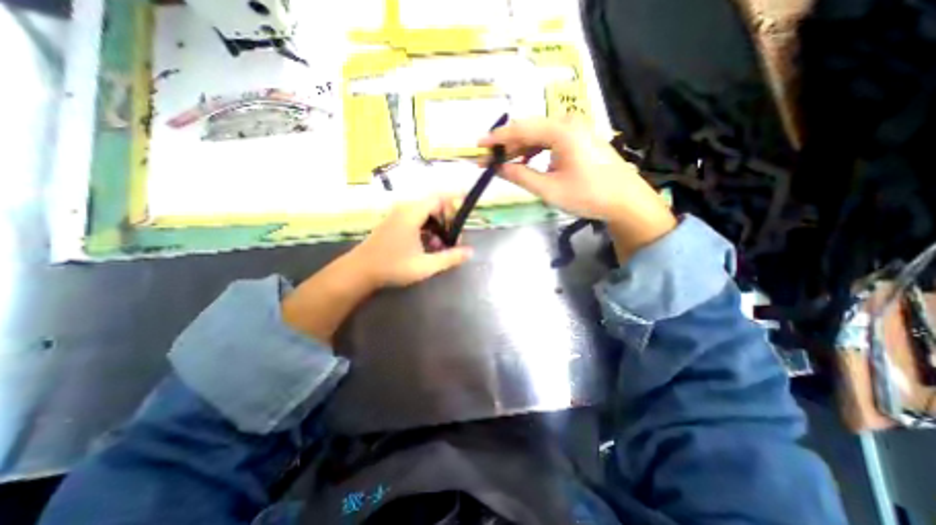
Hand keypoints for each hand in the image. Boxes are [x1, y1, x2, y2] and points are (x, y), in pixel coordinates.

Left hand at [348, 195, 471, 286]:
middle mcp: (406, 208)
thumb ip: (450, 258)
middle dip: (449, 220)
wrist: (359, 271)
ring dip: (439, 226)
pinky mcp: (395, 222)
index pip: (440, 197)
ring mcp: (399, 215)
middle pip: (435, 205)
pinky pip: (418, 219)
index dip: (455, 203)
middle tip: (455, 240)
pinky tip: (430, 246)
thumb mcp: (425, 265)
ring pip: (427, 213)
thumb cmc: (392, 267)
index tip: (466, 216)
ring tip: (443, 246)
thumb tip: (470, 252)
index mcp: (413, 212)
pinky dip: (429, 229)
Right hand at [482, 114, 672, 259]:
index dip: (496, 138)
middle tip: (488, 159)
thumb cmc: (587, 195)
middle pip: (529, 129)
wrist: (624, 201)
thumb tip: (497, 168)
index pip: (520, 129)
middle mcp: (568, 122)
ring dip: (520, 148)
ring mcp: (576, 129)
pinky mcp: (579, 139)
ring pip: (538, 135)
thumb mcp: (548, 188)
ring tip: (504, 163)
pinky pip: (550, 140)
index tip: (478, 146)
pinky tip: (526, 162)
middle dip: (506, 144)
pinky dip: (534, 151)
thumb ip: (520, 176)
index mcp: (561, 130)